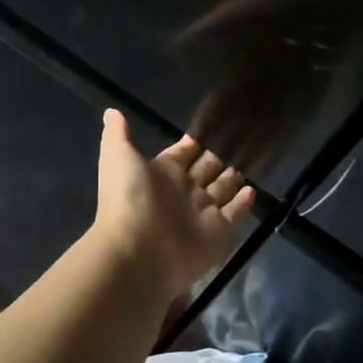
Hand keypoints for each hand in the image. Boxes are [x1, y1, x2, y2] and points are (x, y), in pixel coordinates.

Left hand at [91, 110, 254, 303]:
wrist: (138, 250)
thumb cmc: (129, 198)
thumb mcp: (118, 156)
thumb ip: (118, 133)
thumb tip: (111, 111)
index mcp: (162, 172)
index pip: (183, 153)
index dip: (194, 142)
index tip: (214, 126)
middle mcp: (183, 191)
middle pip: (205, 170)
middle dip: (218, 158)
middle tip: (240, 141)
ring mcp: (201, 212)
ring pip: (221, 190)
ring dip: (232, 178)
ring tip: (251, 162)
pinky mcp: (218, 232)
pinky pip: (234, 214)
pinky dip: (243, 203)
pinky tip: (252, 190)